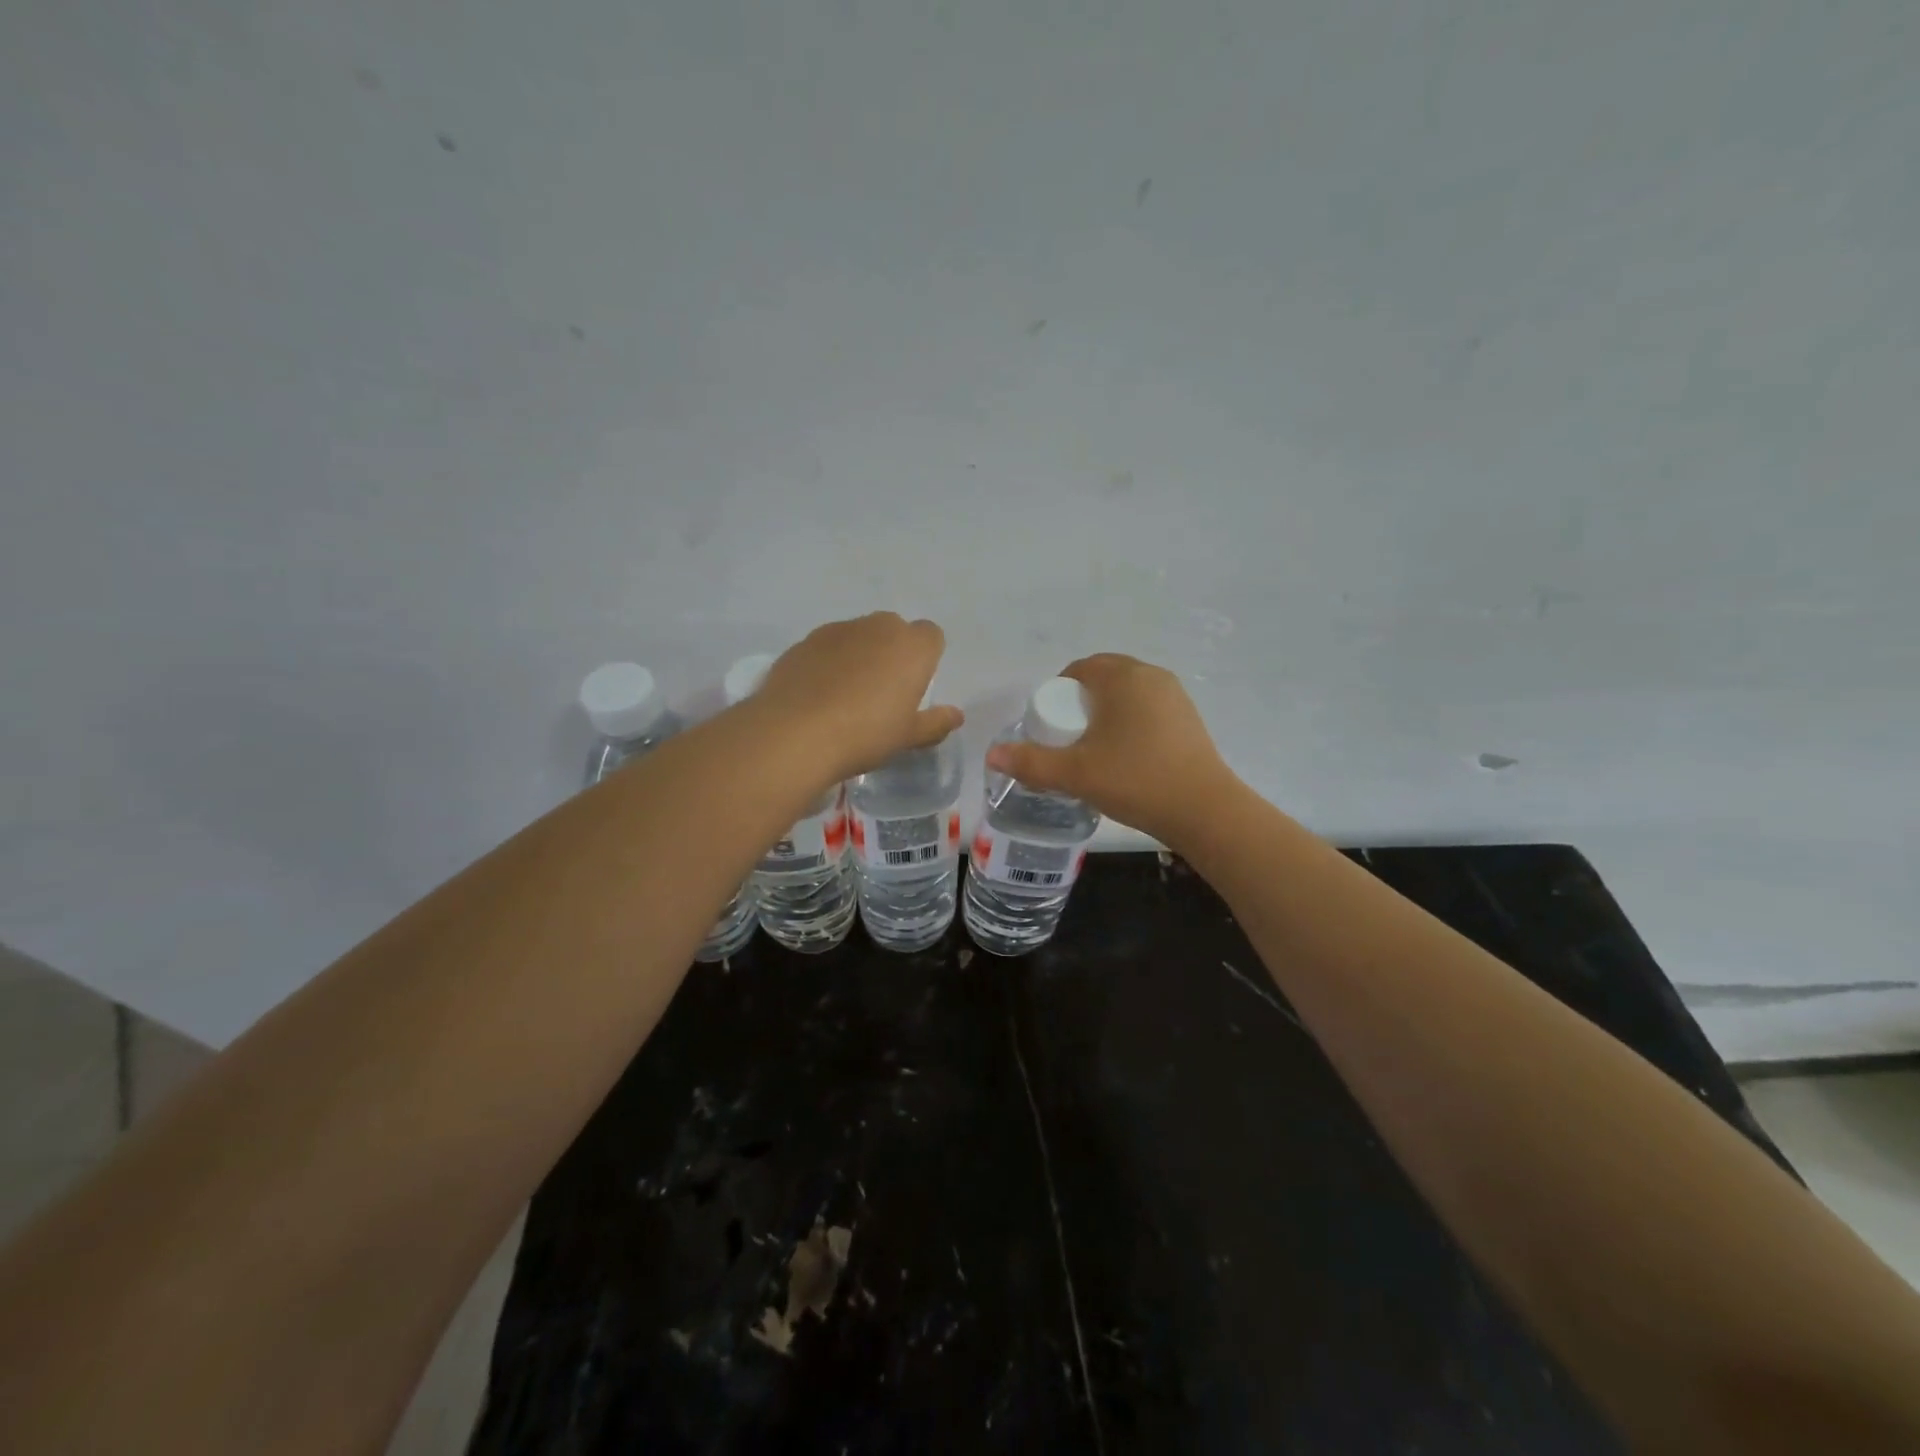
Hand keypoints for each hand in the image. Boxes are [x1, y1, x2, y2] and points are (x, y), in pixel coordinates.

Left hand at [755, 613, 963, 782]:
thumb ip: (935, 722)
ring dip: (859, 655)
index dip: (925, 658)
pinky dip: (828, 663)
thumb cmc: (865, 733)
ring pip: (858, 636)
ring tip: (846, 695)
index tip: (914, 686)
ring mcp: (837, 630)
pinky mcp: (804, 642)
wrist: (795, 733)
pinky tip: (818, 695)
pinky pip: (826, 647)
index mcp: (911, 646)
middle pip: (894, 630)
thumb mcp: (908, 736)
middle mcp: (877, 627)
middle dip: (892, 652)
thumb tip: (956, 715)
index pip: (931, 636)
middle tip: (883, 692)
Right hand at [985, 653, 1235, 845]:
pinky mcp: (1188, 718)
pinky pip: (1147, 709)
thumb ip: (1031, 762)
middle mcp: (1151, 676)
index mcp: (1123, 677)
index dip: (1057, 694)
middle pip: (1103, 679)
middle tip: (1068, 741)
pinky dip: (1129, 724)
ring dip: (1105, 714)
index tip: (1050, 728)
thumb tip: (993, 754)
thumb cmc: (1135, 781)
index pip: (1078, 669)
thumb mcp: (1075, 774)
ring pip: (1127, 695)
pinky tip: (1126, 757)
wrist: (1204, 810)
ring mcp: (1175, 696)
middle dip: (1080, 704)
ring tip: (1094, 751)